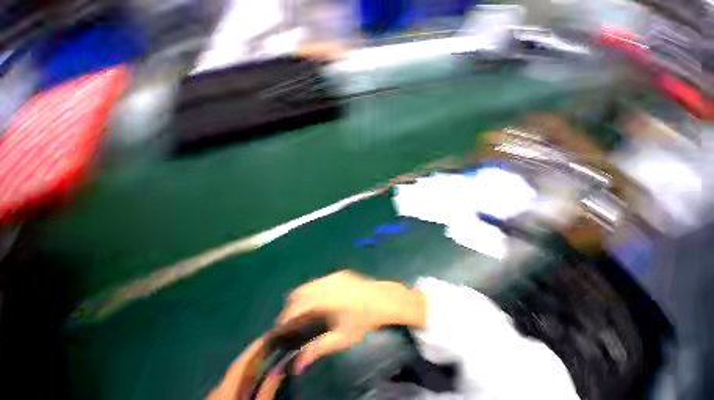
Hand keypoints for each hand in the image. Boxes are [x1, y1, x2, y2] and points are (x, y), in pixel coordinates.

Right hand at [277, 270, 425, 372]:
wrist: (382, 300)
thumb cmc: (363, 320)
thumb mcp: (341, 338)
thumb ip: (318, 349)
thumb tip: (297, 365)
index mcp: (325, 299)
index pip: (297, 306)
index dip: (285, 317)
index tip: (281, 328)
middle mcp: (326, 283)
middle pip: (300, 292)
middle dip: (291, 306)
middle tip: (292, 322)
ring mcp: (333, 276)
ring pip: (309, 285)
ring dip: (302, 297)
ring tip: (304, 312)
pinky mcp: (340, 273)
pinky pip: (320, 281)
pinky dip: (314, 290)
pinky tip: (319, 301)